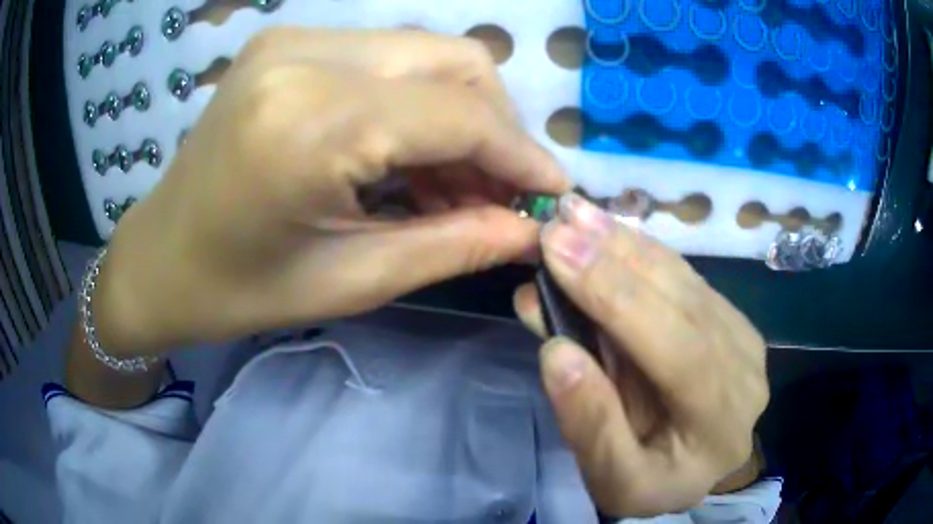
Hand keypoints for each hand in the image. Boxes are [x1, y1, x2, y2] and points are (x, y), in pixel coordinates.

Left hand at [96, 28, 568, 356]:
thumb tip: (530, 229)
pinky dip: (416, 103)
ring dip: (459, 115)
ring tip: (457, 185)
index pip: (460, 114)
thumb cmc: (238, 289)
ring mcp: (294, 40)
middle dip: (495, 127)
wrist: (160, 258)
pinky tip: (411, 157)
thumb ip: (454, 244)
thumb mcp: (351, 280)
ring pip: (426, 53)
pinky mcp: (288, 44)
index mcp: (311, 122)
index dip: (522, 154)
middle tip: (498, 193)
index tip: (553, 193)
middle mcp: (307, 56)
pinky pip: (387, 59)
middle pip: (454, 61)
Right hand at [514, 195, 768, 516]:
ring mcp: (741, 337)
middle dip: (616, 260)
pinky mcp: (728, 319)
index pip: (679, 352)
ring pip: (686, 280)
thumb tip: (555, 350)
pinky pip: (686, 277)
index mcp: (721, 423)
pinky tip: (609, 229)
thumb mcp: (614, 480)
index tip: (558, 254)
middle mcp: (744, 370)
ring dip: (628, 243)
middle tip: (559, 223)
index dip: (618, 300)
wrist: (690, 472)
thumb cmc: (652, 482)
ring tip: (578, 214)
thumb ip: (591, 425)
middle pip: (685, 304)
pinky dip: (643, 250)